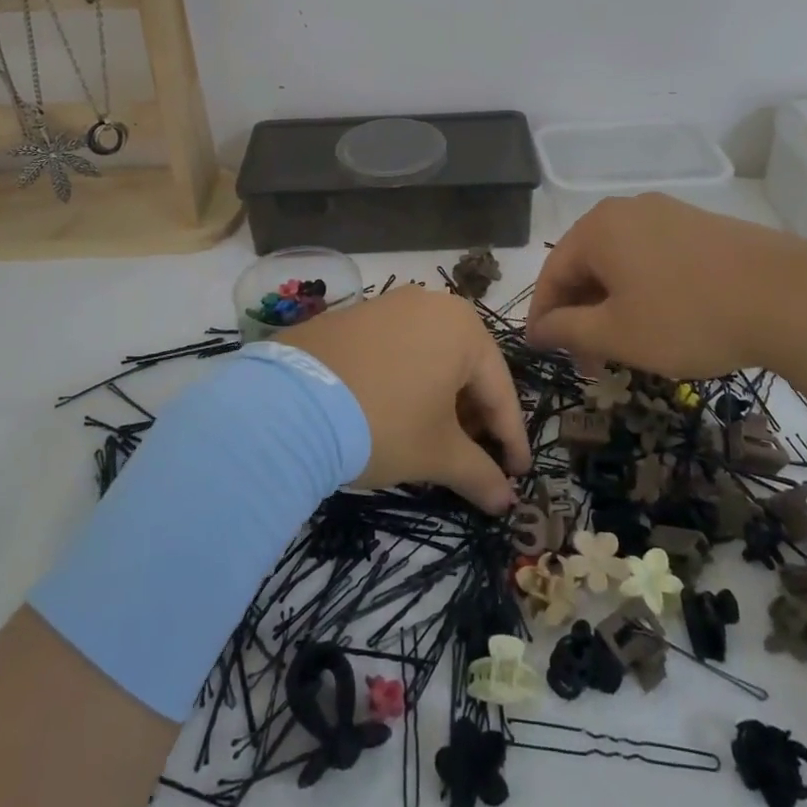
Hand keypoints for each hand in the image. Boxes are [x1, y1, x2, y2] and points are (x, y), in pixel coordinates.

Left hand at [281, 286, 530, 513]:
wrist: (289, 404)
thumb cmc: (383, 423)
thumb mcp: (437, 454)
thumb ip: (479, 475)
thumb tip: (506, 503)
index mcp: (463, 327)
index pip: (499, 389)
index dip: (510, 438)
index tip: (516, 474)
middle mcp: (429, 304)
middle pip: (465, 368)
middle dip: (473, 417)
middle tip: (474, 459)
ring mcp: (385, 306)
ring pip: (428, 357)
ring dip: (438, 400)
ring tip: (432, 439)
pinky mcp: (349, 317)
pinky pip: (393, 351)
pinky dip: (404, 383)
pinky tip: (392, 413)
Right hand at [526, 193, 806, 380]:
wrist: (792, 298)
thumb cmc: (688, 317)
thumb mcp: (618, 333)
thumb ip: (568, 329)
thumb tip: (537, 329)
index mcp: (598, 228)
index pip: (552, 272)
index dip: (543, 316)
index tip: (543, 352)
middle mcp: (628, 210)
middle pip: (586, 264)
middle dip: (581, 314)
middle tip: (588, 361)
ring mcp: (669, 214)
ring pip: (622, 262)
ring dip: (612, 305)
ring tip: (624, 346)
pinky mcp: (703, 227)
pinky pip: (654, 258)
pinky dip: (644, 290)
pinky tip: (661, 321)